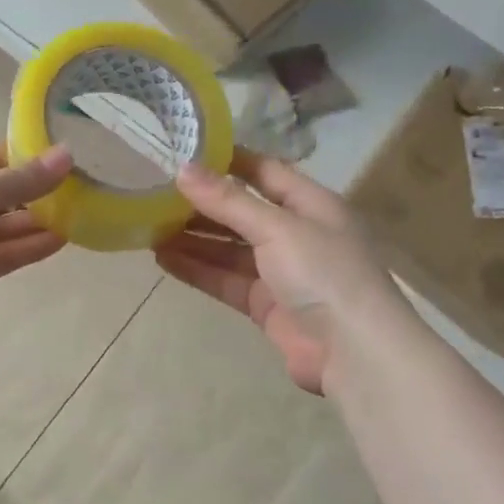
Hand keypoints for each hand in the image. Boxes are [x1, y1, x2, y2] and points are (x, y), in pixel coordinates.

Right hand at [155, 150, 394, 393]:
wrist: (353, 351)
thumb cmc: (323, 272)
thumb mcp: (277, 227)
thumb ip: (229, 201)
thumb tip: (183, 170)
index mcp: (311, 204)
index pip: (264, 172)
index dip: (228, 162)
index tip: (185, 152)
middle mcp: (295, 233)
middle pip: (241, 211)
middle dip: (202, 204)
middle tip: (155, 192)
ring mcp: (279, 271)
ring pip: (228, 248)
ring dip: (193, 238)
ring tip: (149, 226)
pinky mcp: (264, 304)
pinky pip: (225, 280)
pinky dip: (197, 269)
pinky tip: (163, 259)